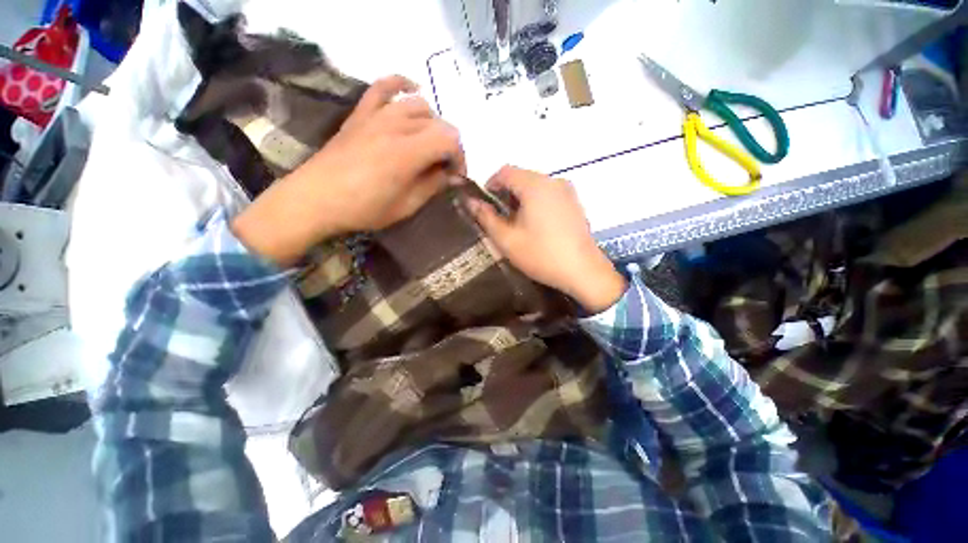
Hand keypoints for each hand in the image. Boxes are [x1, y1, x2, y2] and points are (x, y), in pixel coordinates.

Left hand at [232, 75, 463, 265]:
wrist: (317, 198)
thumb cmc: (364, 209)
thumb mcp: (406, 206)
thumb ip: (433, 186)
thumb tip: (453, 175)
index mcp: (408, 153)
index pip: (450, 140)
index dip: (460, 157)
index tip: (456, 176)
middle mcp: (396, 126)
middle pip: (438, 123)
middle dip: (449, 145)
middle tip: (444, 167)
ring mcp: (377, 115)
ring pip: (419, 106)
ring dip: (432, 124)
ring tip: (430, 143)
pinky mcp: (362, 113)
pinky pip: (384, 87)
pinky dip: (402, 84)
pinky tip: (413, 90)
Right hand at [467, 166, 625, 312]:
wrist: (583, 272)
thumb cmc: (541, 255)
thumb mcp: (507, 239)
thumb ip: (486, 217)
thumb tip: (471, 202)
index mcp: (535, 185)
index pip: (505, 172)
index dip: (490, 184)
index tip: (484, 204)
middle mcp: (554, 181)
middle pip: (522, 178)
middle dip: (506, 194)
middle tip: (499, 218)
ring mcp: (568, 192)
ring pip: (536, 187)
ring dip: (521, 199)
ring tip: (516, 224)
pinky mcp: (575, 204)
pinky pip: (549, 195)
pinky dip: (536, 203)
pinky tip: (536, 226)